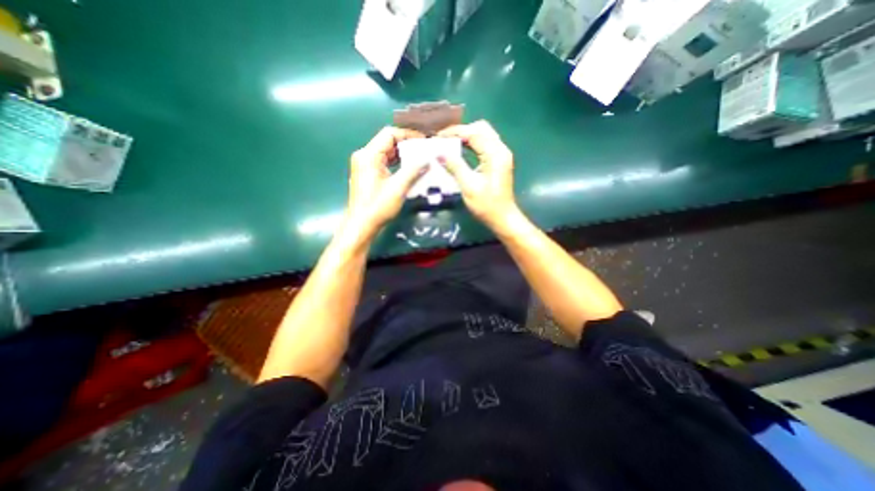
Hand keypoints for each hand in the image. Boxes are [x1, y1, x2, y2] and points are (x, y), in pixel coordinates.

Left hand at [349, 126, 429, 242]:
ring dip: (402, 155)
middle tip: (424, 150)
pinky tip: (409, 169)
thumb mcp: (398, 188)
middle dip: (407, 145)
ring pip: (386, 153)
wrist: (361, 225)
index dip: (408, 135)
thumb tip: (428, 160)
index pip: (389, 134)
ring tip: (420, 159)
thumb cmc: (378, 207)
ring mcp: (364, 165)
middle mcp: (364, 156)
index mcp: (368, 155)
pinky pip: (384, 162)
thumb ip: (414, 171)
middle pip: (387, 142)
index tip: (424, 141)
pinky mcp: (367, 174)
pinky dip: (397, 163)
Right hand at [437, 121, 518, 231]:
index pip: (474, 133)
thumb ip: (455, 167)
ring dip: (467, 136)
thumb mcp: (468, 186)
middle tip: (445, 139)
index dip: (455, 132)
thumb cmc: (486, 205)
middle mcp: (501, 150)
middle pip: (481, 129)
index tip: (439, 136)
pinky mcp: (499, 161)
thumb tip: (439, 153)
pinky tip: (461, 150)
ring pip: (484, 135)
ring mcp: (501, 155)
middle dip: (462, 131)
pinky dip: (472, 144)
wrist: (503, 218)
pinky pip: (485, 144)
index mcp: (495, 154)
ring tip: (450, 143)